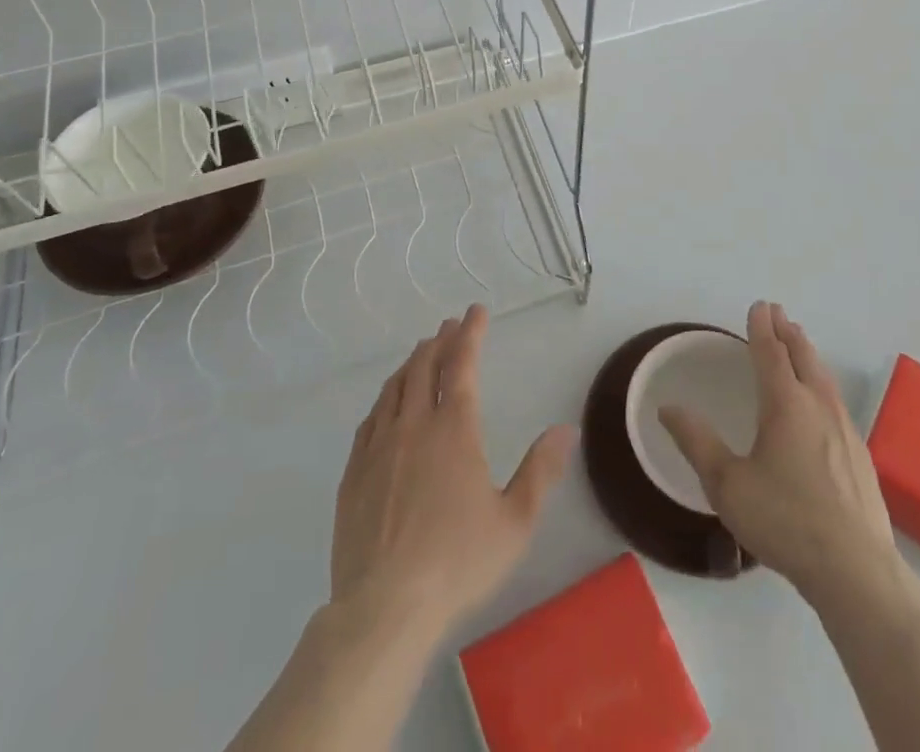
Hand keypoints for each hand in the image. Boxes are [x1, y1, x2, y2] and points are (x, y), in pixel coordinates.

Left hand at [330, 304, 574, 642]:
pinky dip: (386, 398)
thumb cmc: (457, 563)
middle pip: (424, 366)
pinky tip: (388, 404)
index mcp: (454, 429)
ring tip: (422, 353)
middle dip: (440, 340)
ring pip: (394, 388)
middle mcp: (414, 425)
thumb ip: (540, 471)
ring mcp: (379, 447)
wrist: (383, 609)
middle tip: (450, 325)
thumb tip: (565, 429)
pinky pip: (371, 419)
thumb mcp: (515, 522)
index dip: (470, 333)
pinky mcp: (354, 473)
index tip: (476, 311)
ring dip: (412, 363)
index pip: (462, 364)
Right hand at [660, 302, 904, 605]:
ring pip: (823, 377)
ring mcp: (845, 430)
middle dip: (788, 332)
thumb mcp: (727, 484)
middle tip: (779, 313)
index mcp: (785, 404)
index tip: (759, 306)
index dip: (762, 327)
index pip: (771, 352)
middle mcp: (818, 406)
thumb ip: (696, 442)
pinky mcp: (860, 456)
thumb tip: (666, 408)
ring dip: (808, 354)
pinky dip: (821, 382)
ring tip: (799, 344)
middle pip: (803, 357)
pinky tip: (821, 400)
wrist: (856, 571)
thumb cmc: (785, 520)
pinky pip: (835, 400)